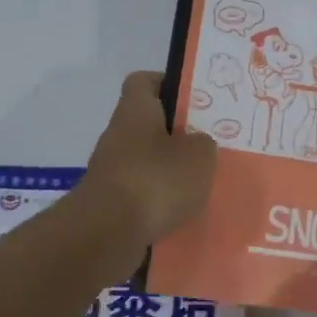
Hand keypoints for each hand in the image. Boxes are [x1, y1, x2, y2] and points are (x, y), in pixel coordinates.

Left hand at [81, 72, 217, 245]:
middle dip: (178, 135)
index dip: (168, 83)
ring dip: (171, 172)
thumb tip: (196, 144)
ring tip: (203, 184)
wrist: (107, 234)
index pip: (144, 81)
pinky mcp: (111, 205)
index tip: (194, 98)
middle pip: (149, 125)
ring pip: (148, 162)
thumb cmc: (155, 180)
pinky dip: (161, 202)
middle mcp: (118, 136)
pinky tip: (185, 213)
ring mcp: (112, 172)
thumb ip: (203, 143)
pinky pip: (142, 195)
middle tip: (209, 145)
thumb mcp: (199, 155)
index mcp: (135, 111)